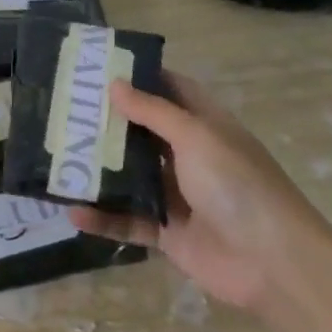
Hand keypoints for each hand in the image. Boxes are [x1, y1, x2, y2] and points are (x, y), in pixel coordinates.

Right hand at [68, 70, 330, 310]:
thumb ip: (153, 112)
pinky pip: (127, 220)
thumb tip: (114, 84)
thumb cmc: (238, 186)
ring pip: (129, 177)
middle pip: (142, 132)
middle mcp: (190, 156)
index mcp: (205, 126)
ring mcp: (177, 195)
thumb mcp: (196, 137)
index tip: (99, 68)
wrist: (274, 264)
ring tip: (57, 158)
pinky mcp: (167, 232)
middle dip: (107, 122)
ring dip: (98, 170)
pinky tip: (72, 212)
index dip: (141, 76)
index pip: (172, 90)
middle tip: (63, 109)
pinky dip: (102, 218)